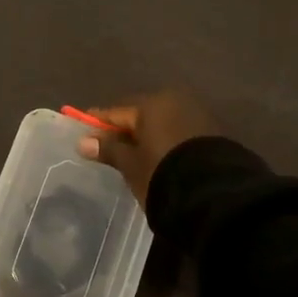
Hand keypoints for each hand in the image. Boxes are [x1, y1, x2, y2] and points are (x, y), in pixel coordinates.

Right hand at [76, 89, 220, 205]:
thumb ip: (108, 149)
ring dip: (148, 137)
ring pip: (162, 124)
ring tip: (135, 157)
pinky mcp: (213, 134)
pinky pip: (179, 134)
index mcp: (152, 104)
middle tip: (109, 147)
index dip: (98, 123)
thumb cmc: (162, 173)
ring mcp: (197, 116)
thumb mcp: (130, 164)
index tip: (83, 130)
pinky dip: (167, 143)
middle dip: (125, 130)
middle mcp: (176, 102)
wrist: (215, 195)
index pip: (116, 112)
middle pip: (141, 115)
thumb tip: (83, 141)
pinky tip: (160, 159)